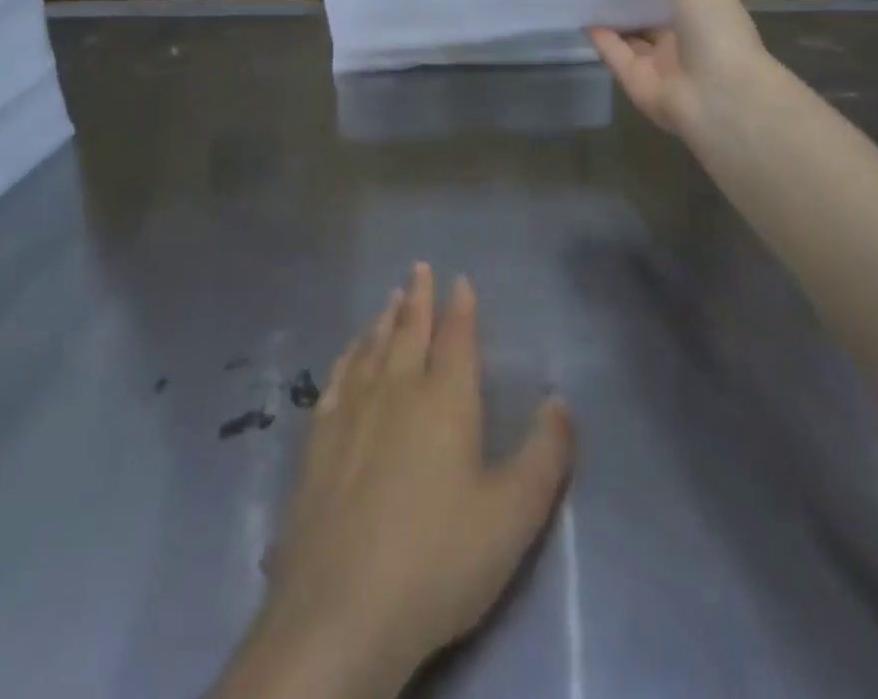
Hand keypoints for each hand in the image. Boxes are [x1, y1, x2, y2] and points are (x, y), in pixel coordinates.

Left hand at [212, 265, 573, 698]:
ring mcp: (351, 409)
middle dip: (418, 297)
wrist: (341, 610)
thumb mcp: (513, 515)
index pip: (455, 337)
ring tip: (389, 298)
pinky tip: (348, 352)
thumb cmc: (438, 559)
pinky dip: (348, 354)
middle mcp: (396, 388)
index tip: (459, 279)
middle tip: (418, 267)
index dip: (460, 306)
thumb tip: (560, 400)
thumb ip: (545, 455)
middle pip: (409, 330)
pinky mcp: (317, 438)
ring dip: (383, 318)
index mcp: (445, 399)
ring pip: (371, 347)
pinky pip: (336, 377)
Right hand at [588, 0, 769, 146]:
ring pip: (632, 33)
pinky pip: (614, 54)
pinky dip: (599, 37)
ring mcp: (661, 62)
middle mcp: (686, 35)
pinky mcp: (636, 81)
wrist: (716, 95)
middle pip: (655, 9)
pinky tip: (580, 15)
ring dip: (613, 14)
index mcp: (708, 9)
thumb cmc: (714, 26)